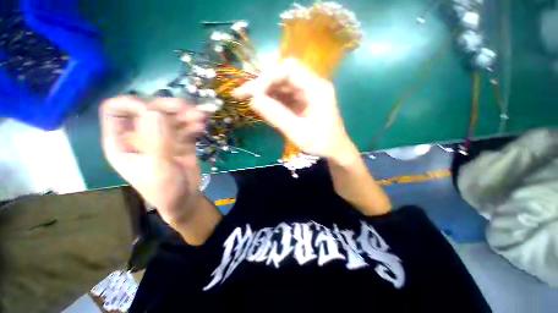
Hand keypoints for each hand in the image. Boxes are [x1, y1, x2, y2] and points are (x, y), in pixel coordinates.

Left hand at [100, 96, 206, 223]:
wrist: (185, 199)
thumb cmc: (164, 189)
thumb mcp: (157, 167)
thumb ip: (156, 140)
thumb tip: (154, 111)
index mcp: (122, 142)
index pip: (117, 111)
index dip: (133, 105)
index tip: (157, 111)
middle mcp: (140, 135)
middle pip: (149, 109)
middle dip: (168, 107)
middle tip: (188, 109)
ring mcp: (162, 136)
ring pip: (170, 116)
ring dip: (186, 114)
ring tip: (201, 117)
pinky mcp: (180, 140)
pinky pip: (185, 126)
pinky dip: (194, 124)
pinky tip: (202, 126)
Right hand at [233, 58, 354, 162]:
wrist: (335, 150)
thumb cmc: (321, 143)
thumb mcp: (298, 132)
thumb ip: (276, 116)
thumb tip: (252, 100)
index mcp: (317, 88)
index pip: (289, 69)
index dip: (267, 78)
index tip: (251, 93)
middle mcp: (312, 84)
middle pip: (283, 74)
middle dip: (261, 83)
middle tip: (241, 94)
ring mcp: (307, 92)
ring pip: (281, 84)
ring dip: (263, 91)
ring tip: (246, 100)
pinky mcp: (302, 100)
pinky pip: (283, 94)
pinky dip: (270, 99)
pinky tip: (261, 105)